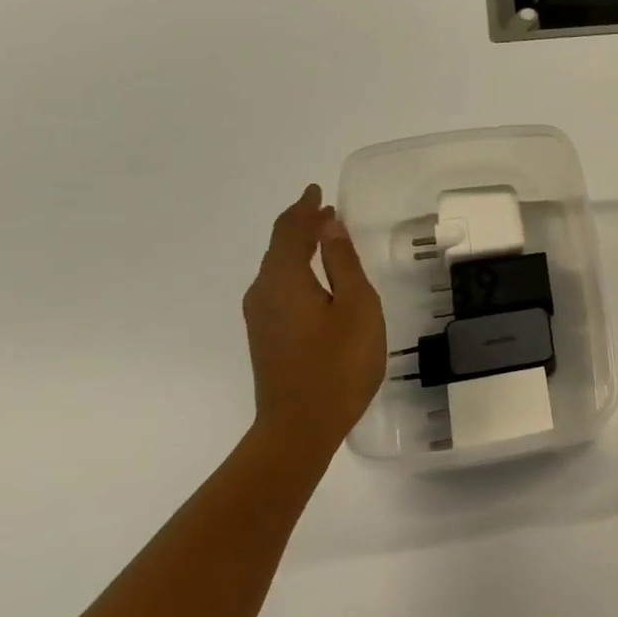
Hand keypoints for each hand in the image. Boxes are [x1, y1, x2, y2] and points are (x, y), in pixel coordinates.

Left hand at [242, 185, 386, 453]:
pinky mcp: (266, 337)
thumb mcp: (357, 308)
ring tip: (325, 239)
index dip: (305, 208)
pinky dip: (297, 271)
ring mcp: (260, 317)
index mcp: (284, 279)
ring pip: (277, 269)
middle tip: (326, 212)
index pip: (290, 230)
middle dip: (301, 225)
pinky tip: (316, 280)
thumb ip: (344, 264)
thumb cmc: (339, 364)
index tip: (317, 191)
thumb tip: (330, 227)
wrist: (300, 426)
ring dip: (298, 249)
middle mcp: (263, 292)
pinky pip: (279, 288)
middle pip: (278, 247)